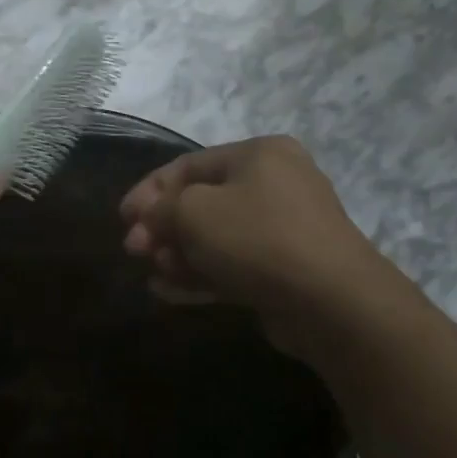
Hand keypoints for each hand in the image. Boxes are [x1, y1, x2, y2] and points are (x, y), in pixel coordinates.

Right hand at [119, 136, 407, 352]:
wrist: (333, 302)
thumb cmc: (257, 238)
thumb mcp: (194, 212)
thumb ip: (161, 208)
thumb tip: (148, 218)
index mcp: (259, 155)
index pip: (188, 166)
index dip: (149, 190)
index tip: (123, 219)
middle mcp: (274, 184)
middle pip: (200, 203)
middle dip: (163, 227)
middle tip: (135, 251)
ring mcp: (283, 228)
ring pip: (215, 237)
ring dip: (178, 254)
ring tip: (154, 274)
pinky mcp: (285, 268)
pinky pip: (232, 264)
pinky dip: (200, 274)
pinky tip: (169, 291)